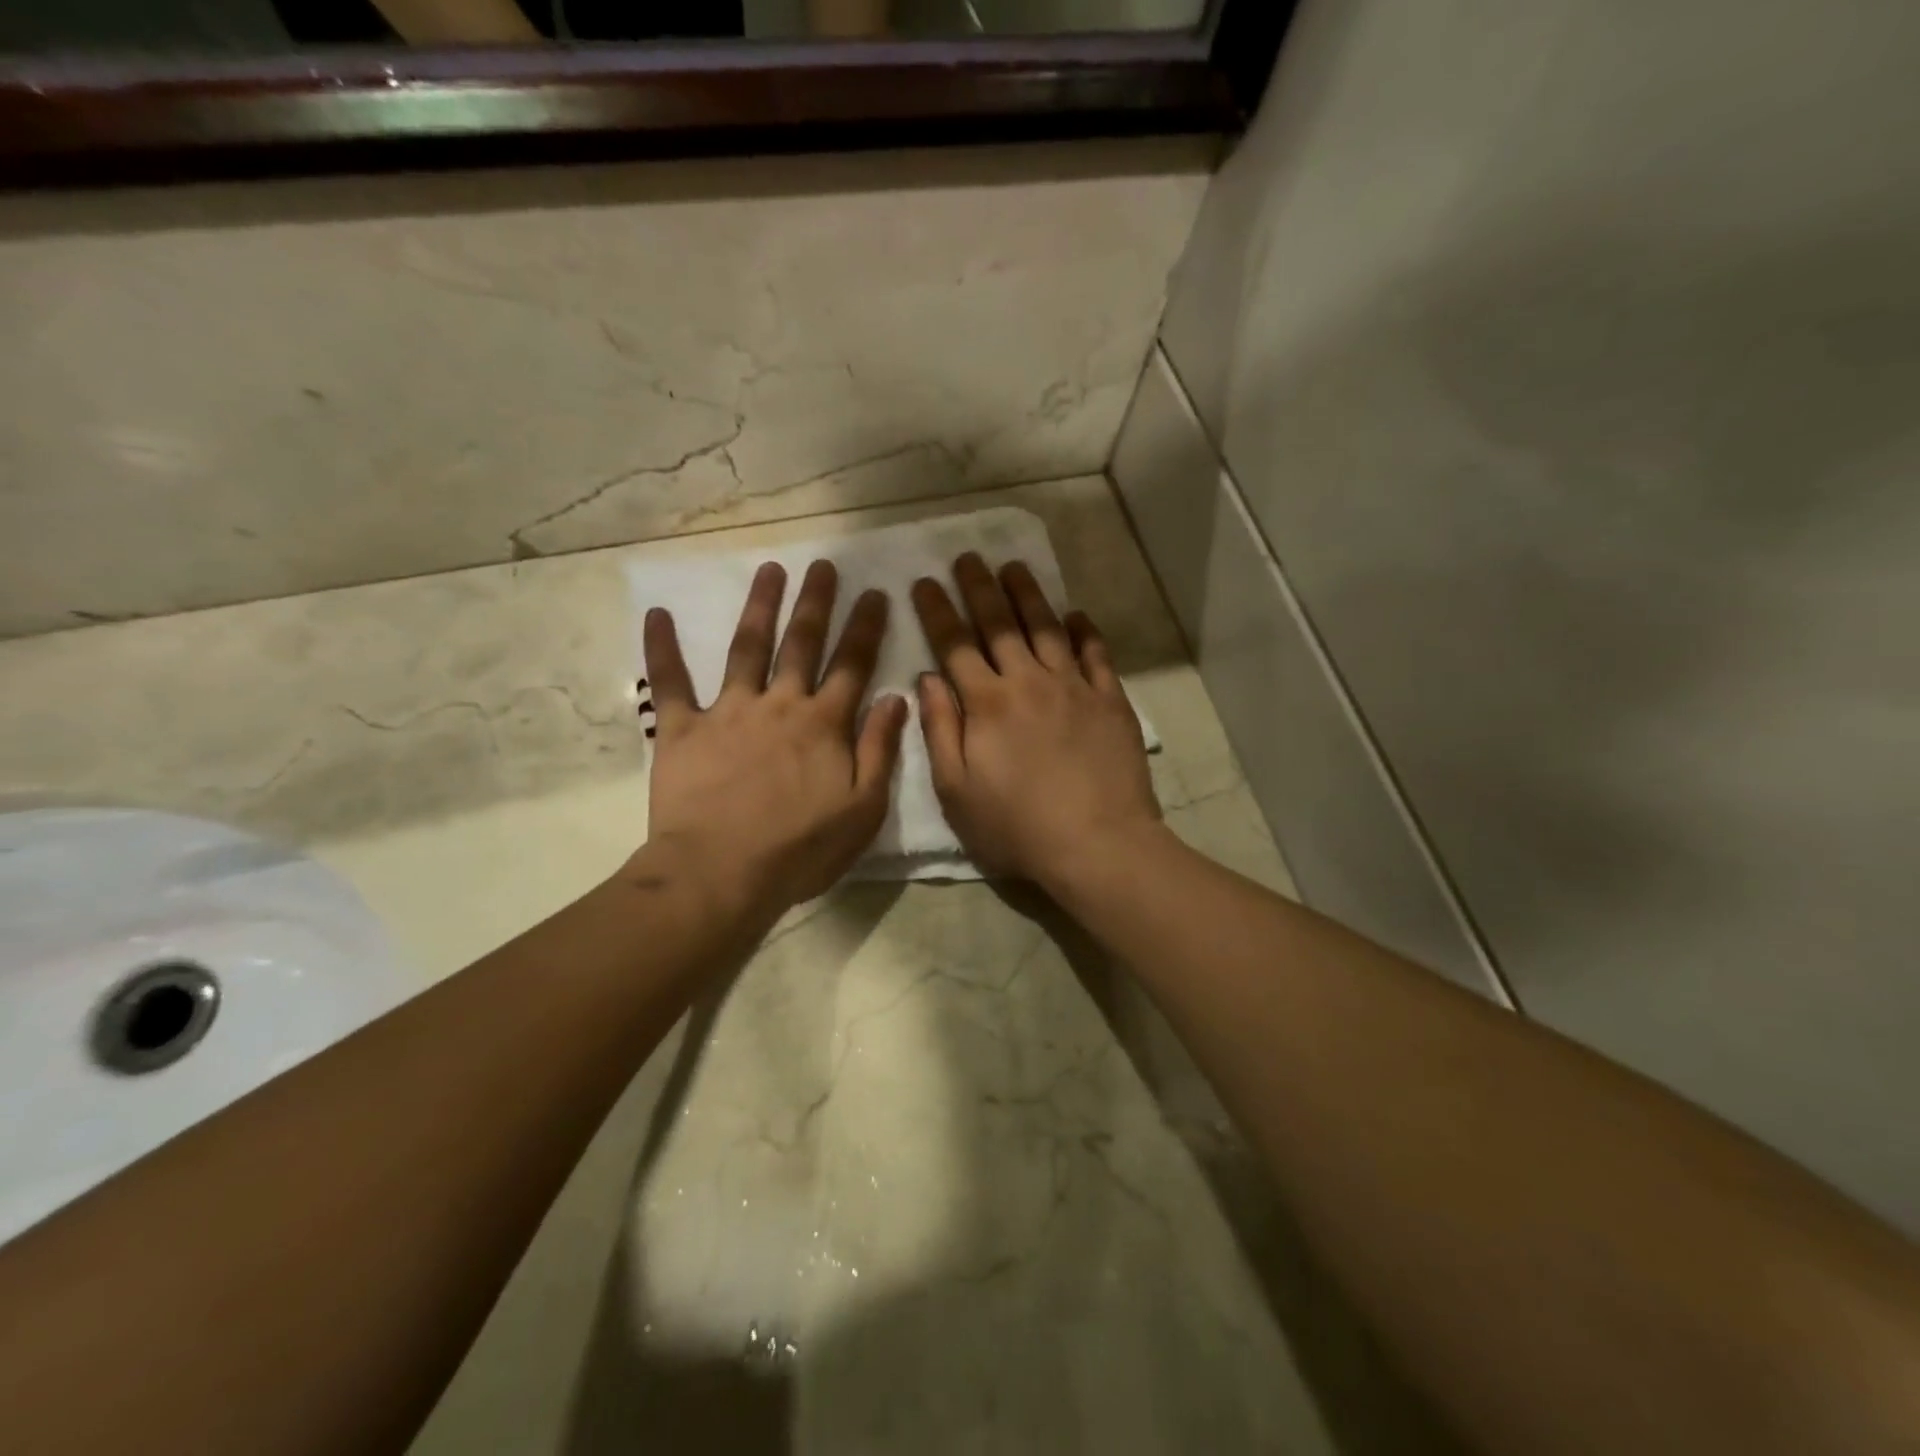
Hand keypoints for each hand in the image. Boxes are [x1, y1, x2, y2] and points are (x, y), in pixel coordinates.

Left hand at [640, 560, 908, 917]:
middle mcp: (779, 705)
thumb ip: (880, 750)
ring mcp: (728, 712)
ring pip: (747, 648)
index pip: (852, 664)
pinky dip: (662, 648)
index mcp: (824, 724)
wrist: (720, 874)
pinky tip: (656, 613)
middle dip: (816, 602)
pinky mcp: (682, 729)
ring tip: (770, 570)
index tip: (875, 592)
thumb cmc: (799, 849)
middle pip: (802, 644)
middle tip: (823, 564)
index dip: (866, 627)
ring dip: (759, 607)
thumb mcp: (862, 808)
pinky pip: (670, 682)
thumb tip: (895, 697)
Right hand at [911, 554, 1159, 889]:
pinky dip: (1084, 631)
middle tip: (968, 557)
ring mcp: (1074, 687)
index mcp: (987, 703)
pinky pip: (1095, 653)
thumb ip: (940, 730)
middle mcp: (1028, 681)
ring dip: (1028, 594)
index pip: (955, 645)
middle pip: (1000, 624)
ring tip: (1014, 567)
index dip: (937, 611)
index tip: (924, 582)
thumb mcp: (956, 791)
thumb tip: (928, 679)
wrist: (1097, 842)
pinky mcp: (1110, 699)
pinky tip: (1076, 615)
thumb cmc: (1017, 826)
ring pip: (1047, 628)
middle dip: (979, 587)